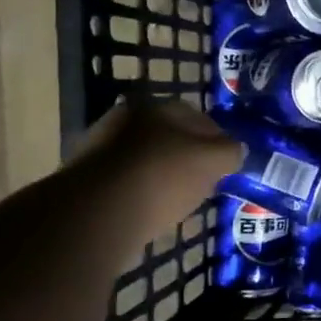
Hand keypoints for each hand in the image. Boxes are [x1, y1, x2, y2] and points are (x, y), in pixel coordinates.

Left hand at [75, 95, 243, 240]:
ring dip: (161, 174)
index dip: (217, 139)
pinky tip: (151, 210)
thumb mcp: (213, 161)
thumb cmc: (163, 176)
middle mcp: (125, 119)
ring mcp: (100, 148)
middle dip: (187, 155)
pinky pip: (125, 182)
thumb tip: (235, 149)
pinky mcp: (85, 179)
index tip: (226, 162)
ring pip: (145, 158)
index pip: (197, 117)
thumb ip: (230, 152)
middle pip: (168, 136)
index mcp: (157, 107)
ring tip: (178, 199)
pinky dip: (140, 192)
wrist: (97, 213)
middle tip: (203, 179)